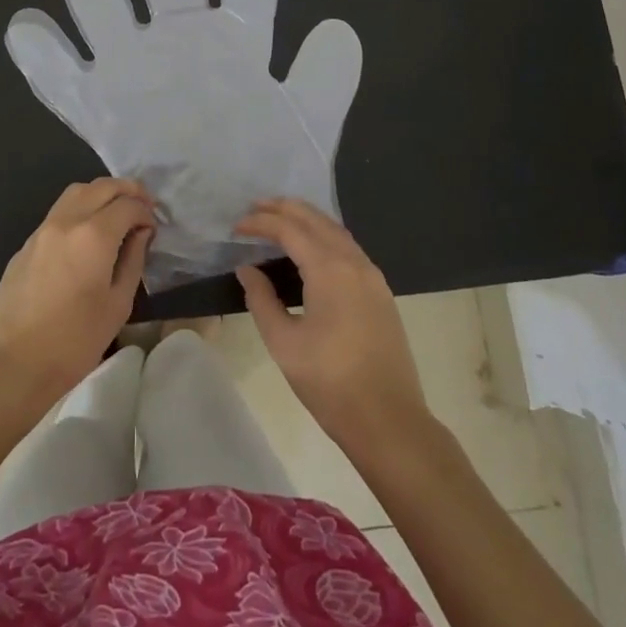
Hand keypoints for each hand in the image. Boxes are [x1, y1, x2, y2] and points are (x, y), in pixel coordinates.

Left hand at [0, 179, 154, 415]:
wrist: (11, 366)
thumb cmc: (73, 342)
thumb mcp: (117, 305)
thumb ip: (133, 260)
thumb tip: (141, 234)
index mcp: (94, 235)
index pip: (128, 205)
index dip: (146, 212)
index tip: (153, 229)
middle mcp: (67, 221)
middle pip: (102, 186)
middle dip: (128, 191)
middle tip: (143, 207)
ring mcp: (42, 231)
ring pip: (76, 192)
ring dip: (101, 194)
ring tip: (116, 214)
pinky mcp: (26, 245)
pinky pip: (58, 212)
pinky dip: (80, 210)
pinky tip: (87, 236)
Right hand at [235, 198, 428, 454]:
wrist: (388, 419)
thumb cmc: (330, 383)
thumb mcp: (284, 343)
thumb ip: (262, 300)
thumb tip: (248, 269)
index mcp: (330, 270)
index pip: (290, 230)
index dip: (261, 223)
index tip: (237, 226)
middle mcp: (354, 262)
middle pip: (316, 220)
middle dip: (285, 209)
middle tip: (256, 207)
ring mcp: (372, 276)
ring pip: (336, 231)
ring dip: (307, 219)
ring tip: (280, 219)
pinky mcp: (380, 291)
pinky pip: (349, 248)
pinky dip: (325, 236)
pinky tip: (311, 248)